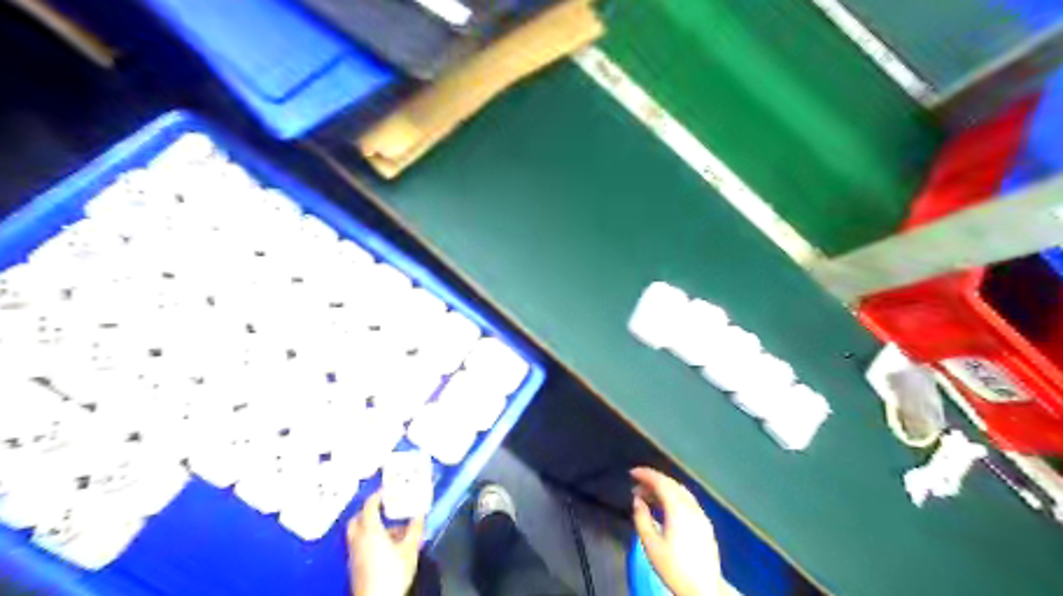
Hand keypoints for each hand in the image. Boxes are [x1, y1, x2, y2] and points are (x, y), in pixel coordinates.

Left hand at [344, 491, 419, 595]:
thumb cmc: (393, 571)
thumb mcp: (410, 548)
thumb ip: (415, 528)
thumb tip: (420, 514)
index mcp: (370, 530)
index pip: (369, 505)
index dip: (377, 495)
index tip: (387, 490)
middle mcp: (358, 539)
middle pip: (357, 519)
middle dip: (369, 511)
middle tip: (384, 507)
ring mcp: (354, 553)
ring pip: (359, 533)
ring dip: (372, 527)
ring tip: (392, 529)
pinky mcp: (355, 565)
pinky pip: (360, 545)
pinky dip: (370, 539)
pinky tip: (387, 546)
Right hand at [628, 467, 721, 593]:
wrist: (704, 589)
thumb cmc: (674, 568)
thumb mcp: (651, 545)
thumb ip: (641, 518)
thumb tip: (638, 501)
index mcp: (678, 509)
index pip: (662, 482)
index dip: (646, 474)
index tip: (632, 473)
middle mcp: (692, 507)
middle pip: (672, 485)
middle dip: (654, 481)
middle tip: (637, 486)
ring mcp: (701, 515)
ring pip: (681, 492)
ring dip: (664, 489)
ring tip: (648, 496)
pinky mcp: (705, 525)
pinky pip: (688, 501)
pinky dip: (674, 497)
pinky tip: (665, 507)